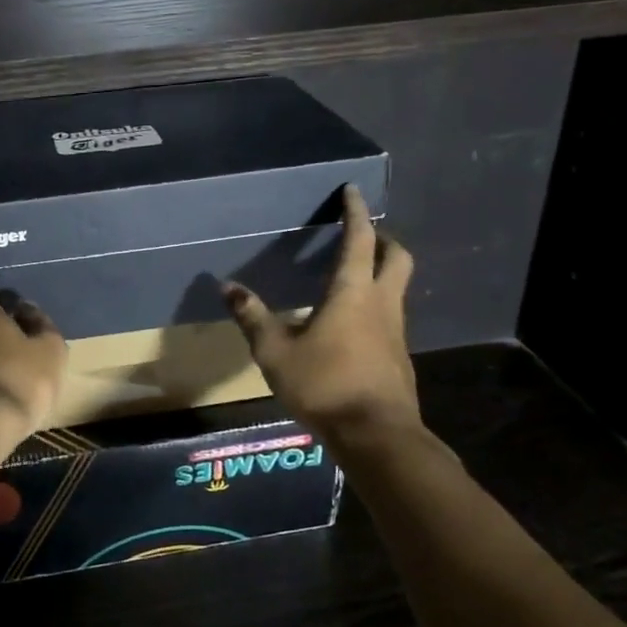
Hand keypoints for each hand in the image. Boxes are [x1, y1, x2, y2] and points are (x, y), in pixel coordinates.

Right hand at [224, 185, 434, 451]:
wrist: (377, 436)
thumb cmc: (325, 385)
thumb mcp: (275, 352)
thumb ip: (253, 317)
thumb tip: (227, 286)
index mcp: (352, 293)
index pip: (359, 239)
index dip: (356, 212)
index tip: (352, 190)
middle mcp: (381, 304)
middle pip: (396, 257)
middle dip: (383, 239)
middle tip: (362, 235)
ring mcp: (396, 332)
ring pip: (397, 288)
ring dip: (381, 272)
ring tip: (352, 277)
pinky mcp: (399, 357)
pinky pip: (391, 316)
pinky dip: (376, 305)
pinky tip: (352, 325)